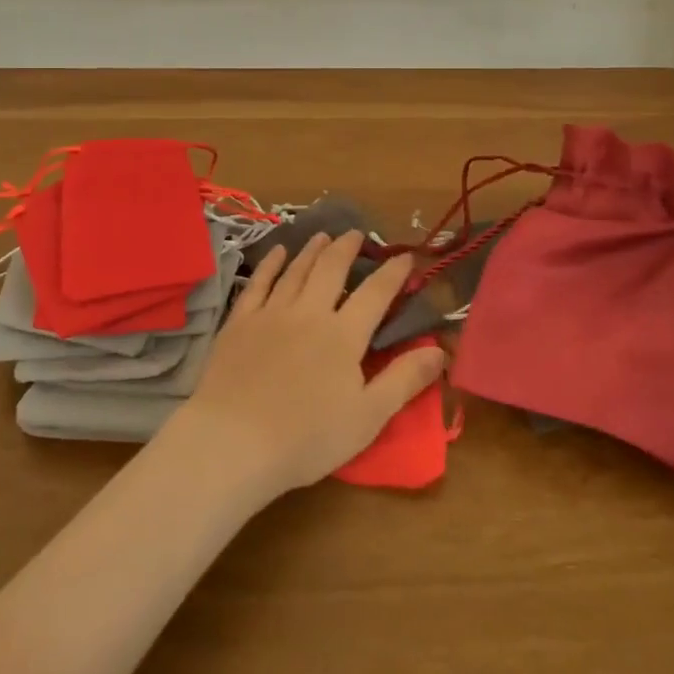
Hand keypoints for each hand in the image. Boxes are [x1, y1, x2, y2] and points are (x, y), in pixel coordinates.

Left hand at [169, 232, 446, 504]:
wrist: (234, 440)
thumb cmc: (307, 437)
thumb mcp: (368, 417)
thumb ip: (404, 380)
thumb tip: (439, 349)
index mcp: (344, 335)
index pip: (375, 293)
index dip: (393, 273)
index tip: (405, 256)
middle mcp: (310, 312)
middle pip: (331, 269)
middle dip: (347, 248)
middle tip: (356, 233)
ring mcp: (271, 313)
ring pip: (296, 270)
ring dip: (312, 249)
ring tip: (323, 235)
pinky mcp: (240, 322)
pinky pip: (258, 283)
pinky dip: (271, 264)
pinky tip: (278, 252)